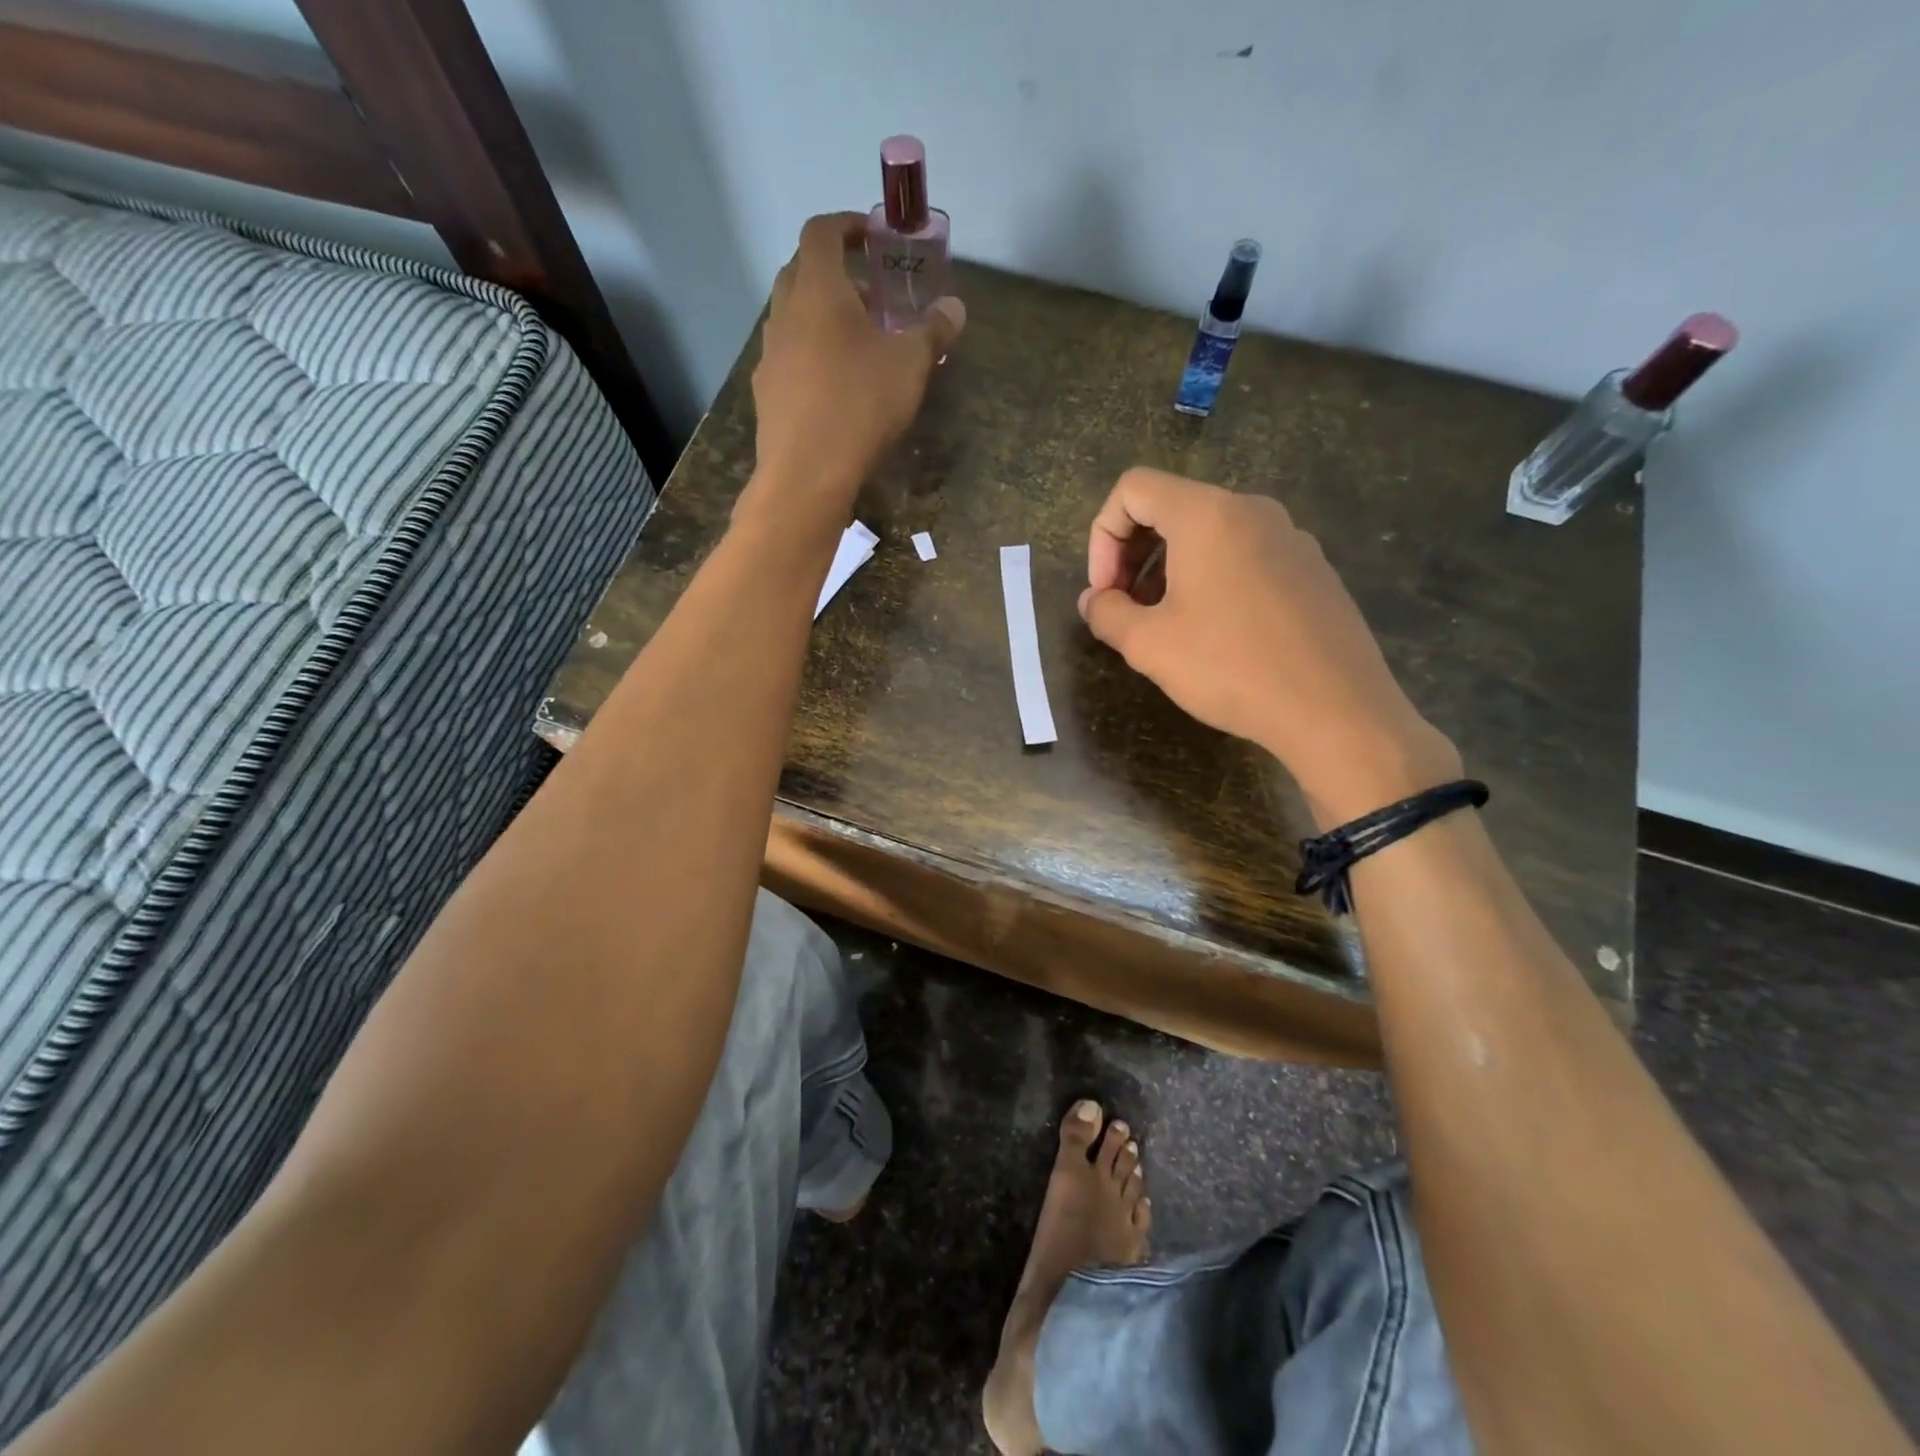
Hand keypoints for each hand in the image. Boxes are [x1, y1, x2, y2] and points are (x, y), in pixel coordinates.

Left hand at [743, 211, 964, 522]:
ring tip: (856, 343)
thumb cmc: (860, 406)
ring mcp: (770, 353)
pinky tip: (834, 385)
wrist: (806, 473)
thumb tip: (955, 308)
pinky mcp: (767, 391)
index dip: (848, 225)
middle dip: (836, 273)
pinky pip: (789, 357)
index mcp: (818, 289)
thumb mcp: (910, 366)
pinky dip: (811, 355)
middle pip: (802, 271)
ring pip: (793, 317)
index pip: (822, 231)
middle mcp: (785, 311)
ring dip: (821, 317)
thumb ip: (933, 331)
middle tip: (871, 295)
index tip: (873, 238)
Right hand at [1079, 467, 1460, 824]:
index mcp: (1207, 515)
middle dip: (1133, 553)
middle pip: (1172, 506)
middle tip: (1126, 608)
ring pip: (1210, 533)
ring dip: (1170, 569)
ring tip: (1166, 624)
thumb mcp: (1149, 646)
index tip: (1105, 591)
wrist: (1336, 710)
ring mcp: (1290, 536)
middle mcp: (1252, 510)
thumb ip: (1107, 613)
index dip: (1102, 537)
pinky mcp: (1312, 568)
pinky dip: (1212, 578)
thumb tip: (1094, 600)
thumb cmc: (1231, 668)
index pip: (1133, 489)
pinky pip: (1245, 554)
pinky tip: (1216, 633)